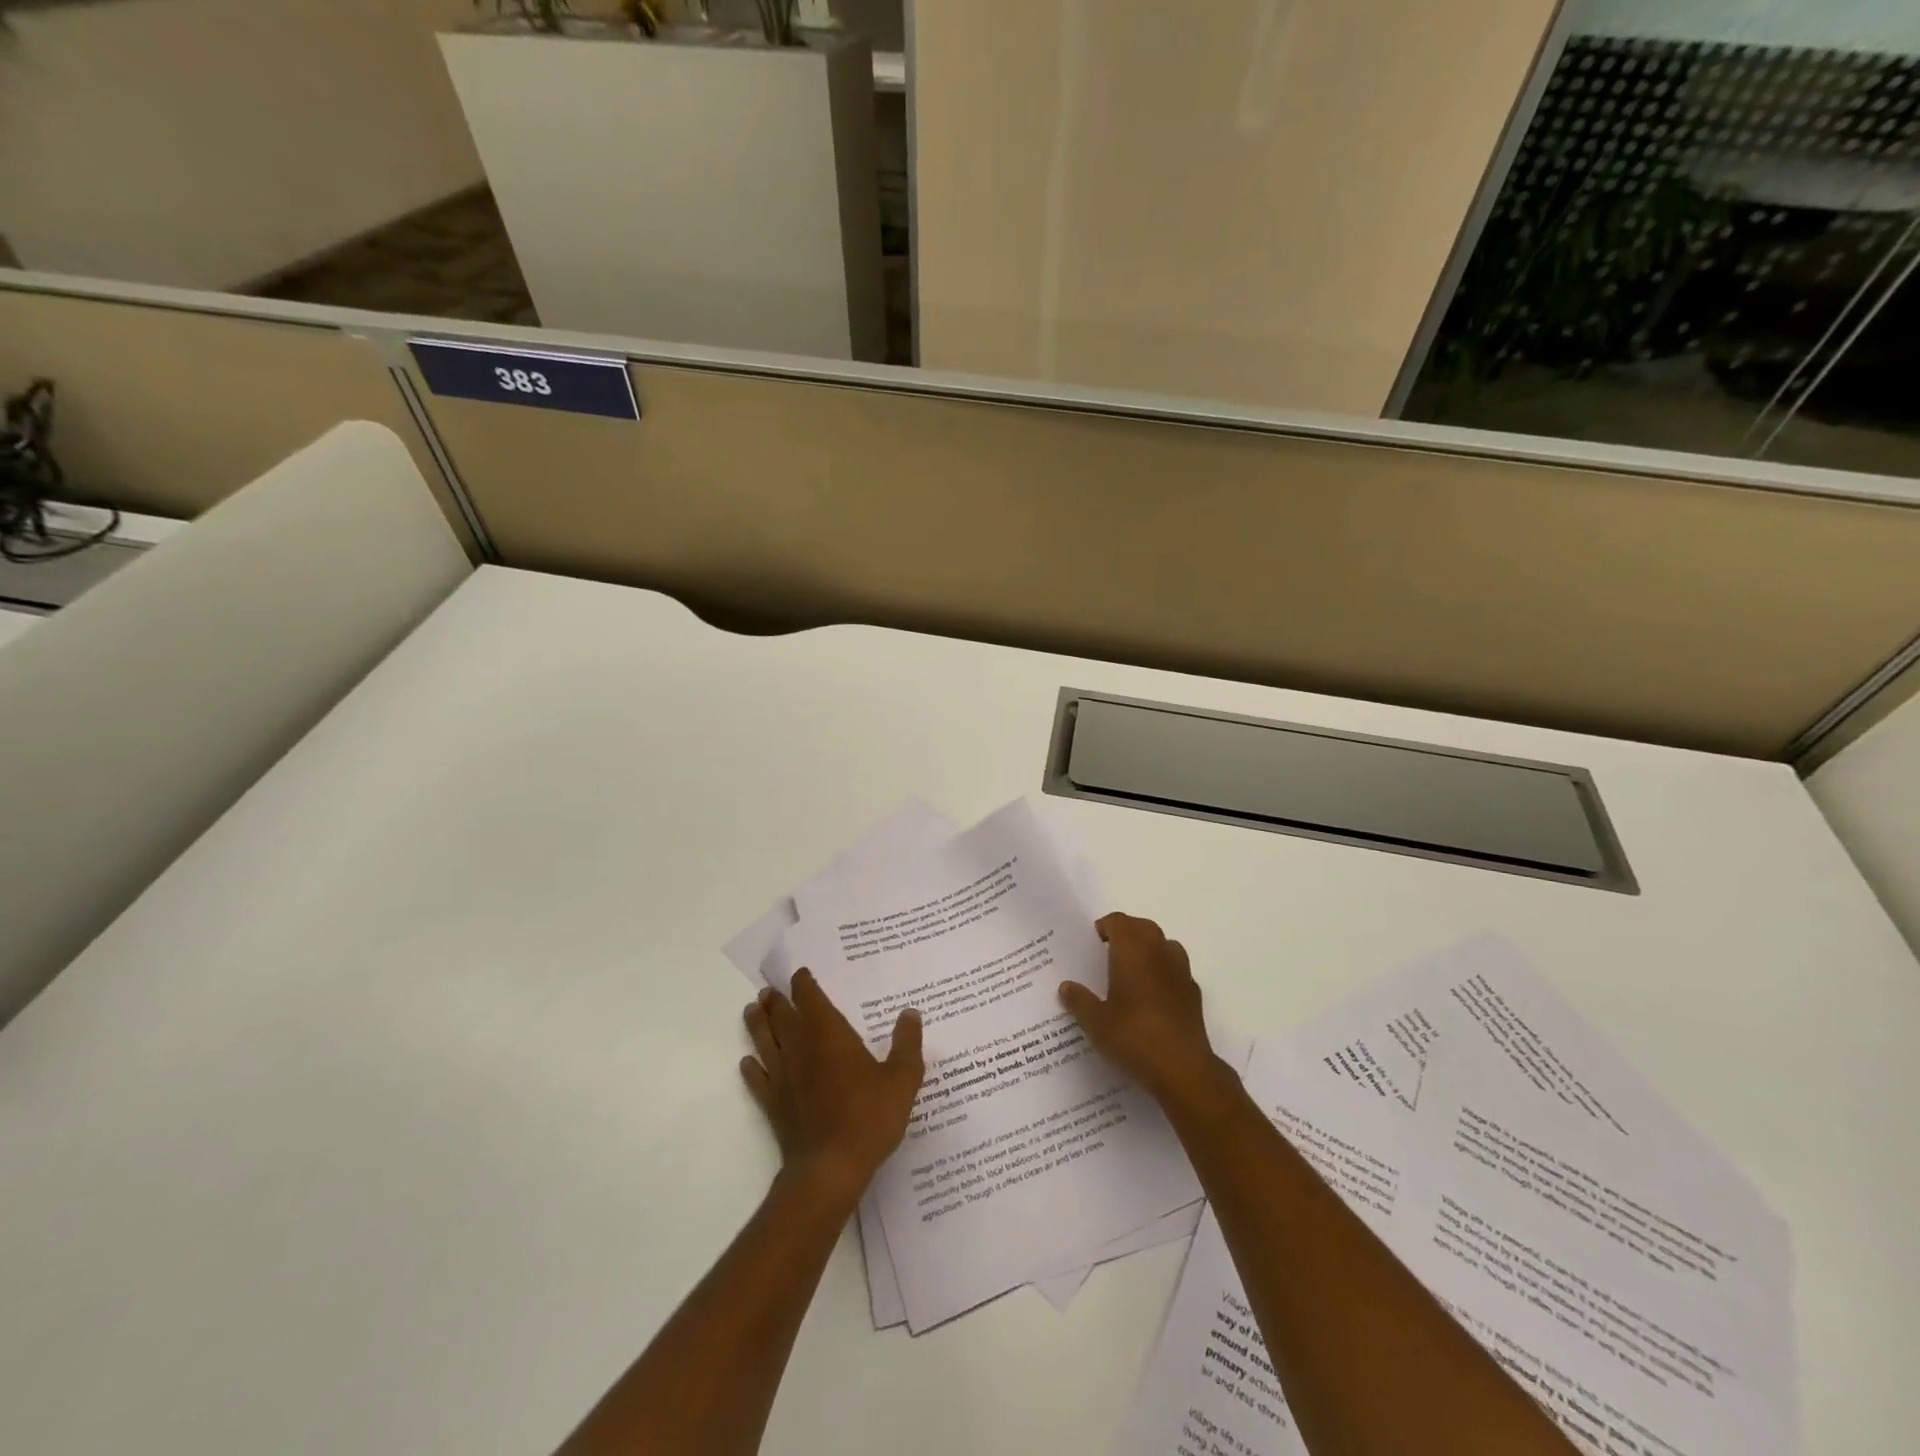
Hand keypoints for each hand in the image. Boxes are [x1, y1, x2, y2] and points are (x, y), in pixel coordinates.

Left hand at [741, 969, 924, 1207]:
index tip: (800, 974)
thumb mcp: (902, 1079)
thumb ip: (907, 1044)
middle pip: (783, 1016)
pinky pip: (758, 1080)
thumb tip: (910, 1013)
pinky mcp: (773, 1105)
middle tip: (768, 990)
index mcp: (830, 1035)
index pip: (811, 999)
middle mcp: (801, 1048)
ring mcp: (783, 1077)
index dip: (804, 984)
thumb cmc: (869, 1117)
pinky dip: (752, 1068)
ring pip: (765, 1042)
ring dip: (758, 1024)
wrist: (830, 1169)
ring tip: (752, 1010)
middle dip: (777, 1001)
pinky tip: (748, 1063)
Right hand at [1060, 913, 1233, 1114]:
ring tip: (1133, 970)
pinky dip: (1165, 971)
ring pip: (1165, 945)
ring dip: (1150, 948)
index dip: (1106, 926)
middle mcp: (1159, 953)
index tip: (1093, 941)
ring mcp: (1181, 972)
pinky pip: (1177, 970)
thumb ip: (1080, 1001)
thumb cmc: (1133, 1037)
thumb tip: (1066, 987)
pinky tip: (1154, 996)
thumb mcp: (1096, 1022)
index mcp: (1132, 952)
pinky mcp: (1194, 994)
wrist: (1182, 1069)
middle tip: (1110, 951)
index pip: (1119, 922)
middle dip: (1127, 932)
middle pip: (1144, 927)